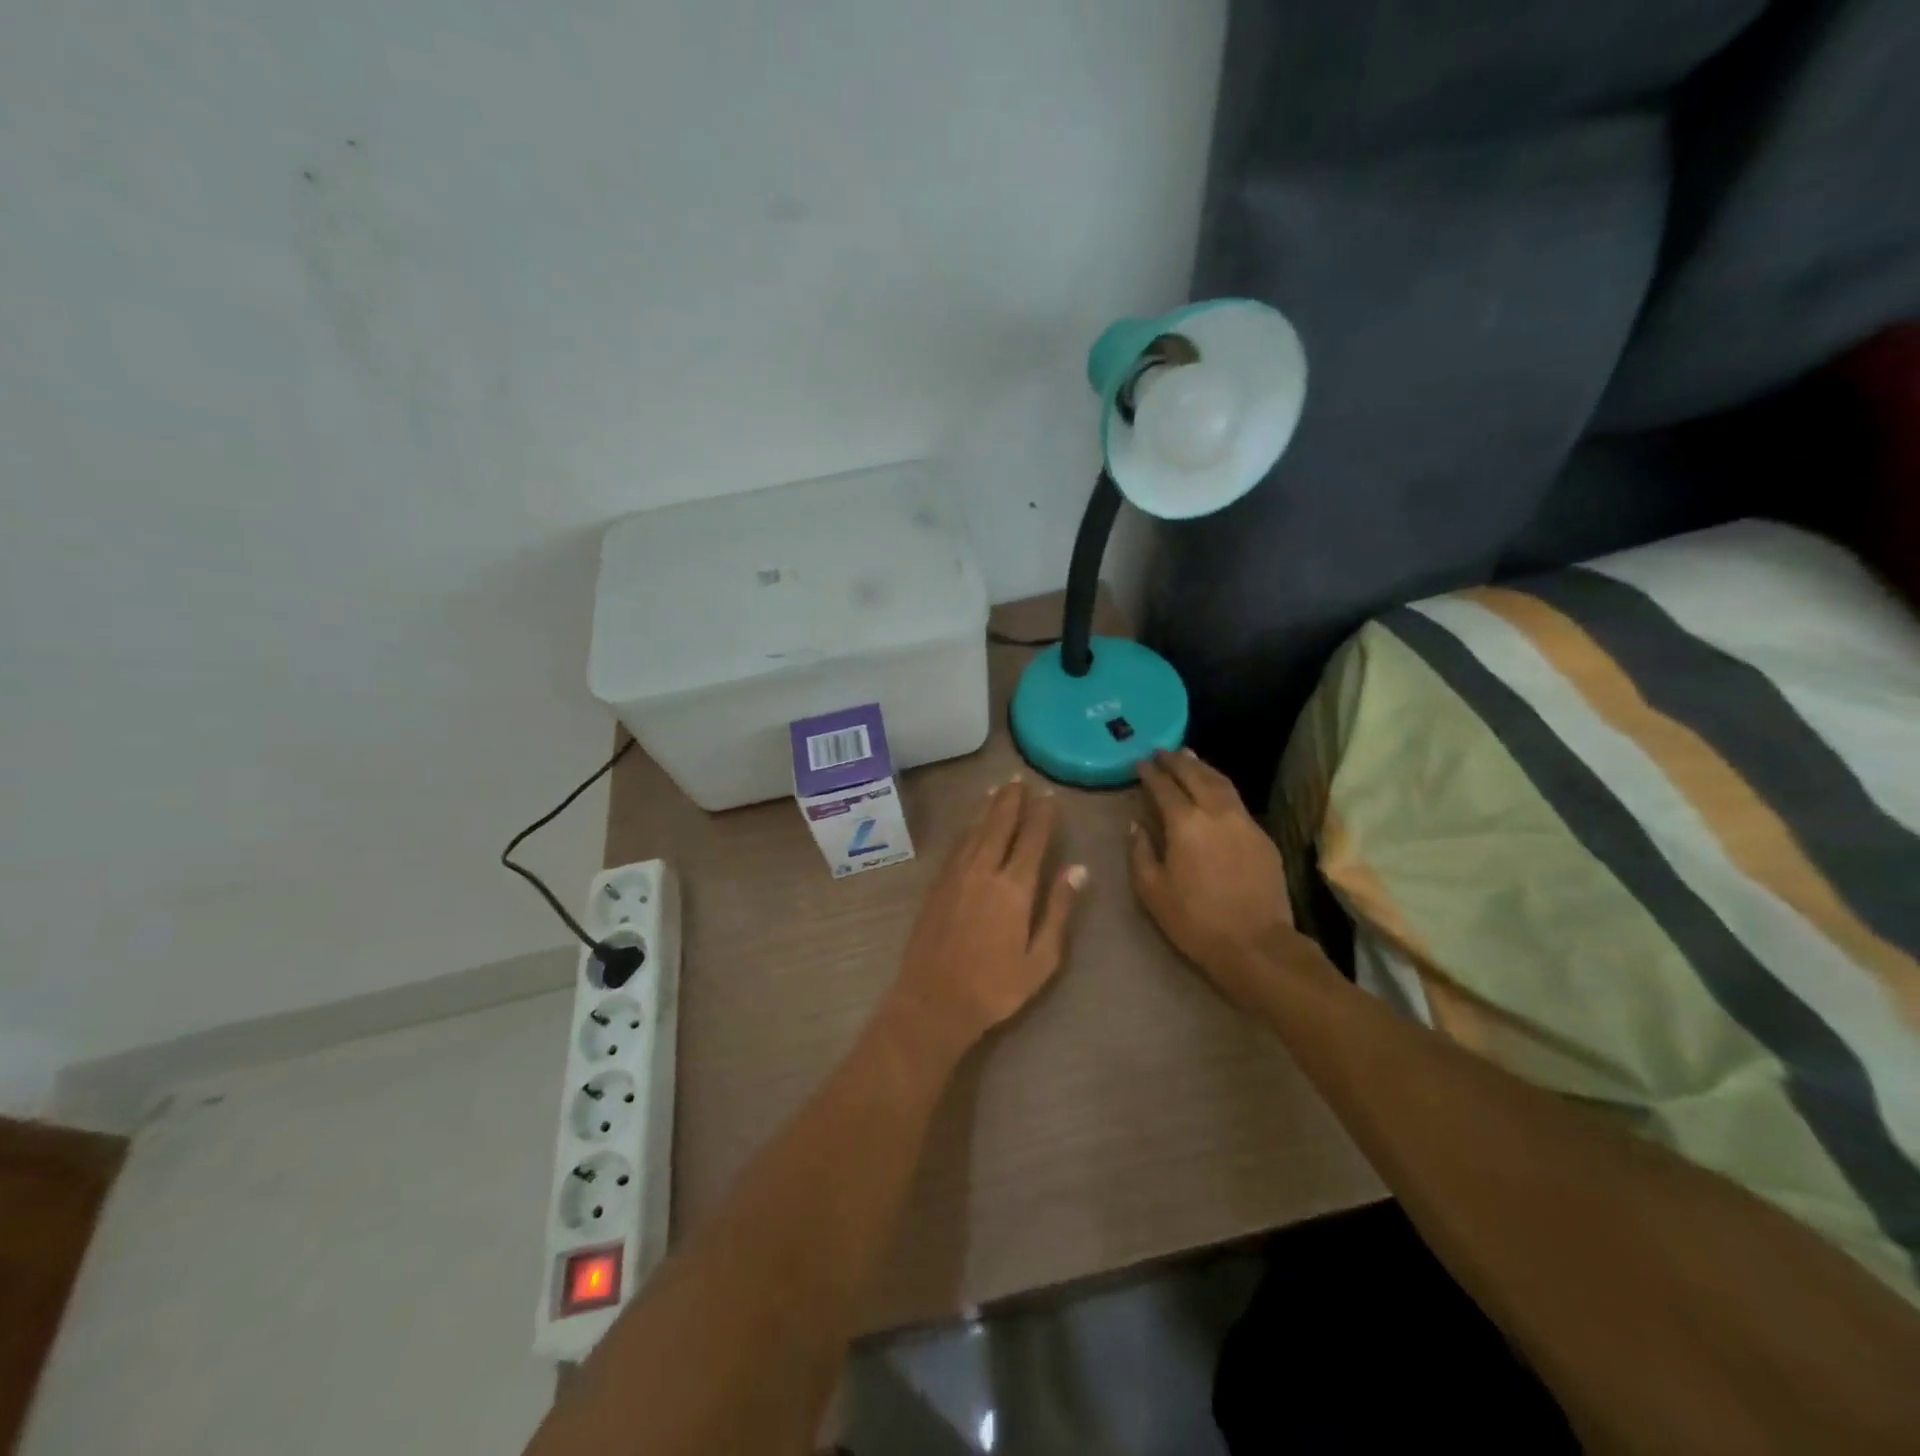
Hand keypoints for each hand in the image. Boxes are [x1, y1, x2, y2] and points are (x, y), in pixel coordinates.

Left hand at [889, 778, 1086, 1050]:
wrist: (934, 1001)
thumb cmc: (995, 987)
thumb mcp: (1041, 958)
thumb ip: (1058, 909)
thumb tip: (1078, 869)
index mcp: (1014, 888)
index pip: (1032, 840)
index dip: (1042, 815)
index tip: (1048, 795)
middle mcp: (983, 872)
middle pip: (999, 825)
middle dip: (1011, 801)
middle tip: (1018, 779)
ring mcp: (956, 876)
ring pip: (974, 831)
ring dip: (987, 808)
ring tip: (997, 789)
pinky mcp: (937, 885)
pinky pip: (956, 846)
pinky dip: (967, 828)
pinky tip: (971, 823)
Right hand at [1130, 749, 1301, 1010]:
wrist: (1256, 945)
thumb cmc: (1194, 920)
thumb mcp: (1152, 890)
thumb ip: (1141, 852)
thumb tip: (1137, 825)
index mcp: (1185, 823)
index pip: (1164, 787)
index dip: (1150, 772)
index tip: (1140, 762)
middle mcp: (1216, 812)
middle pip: (1195, 775)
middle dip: (1177, 760)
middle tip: (1162, 751)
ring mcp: (1244, 822)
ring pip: (1221, 782)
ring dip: (1202, 767)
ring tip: (1189, 757)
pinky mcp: (1262, 836)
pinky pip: (1237, 801)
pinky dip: (1221, 786)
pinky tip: (1215, 790)